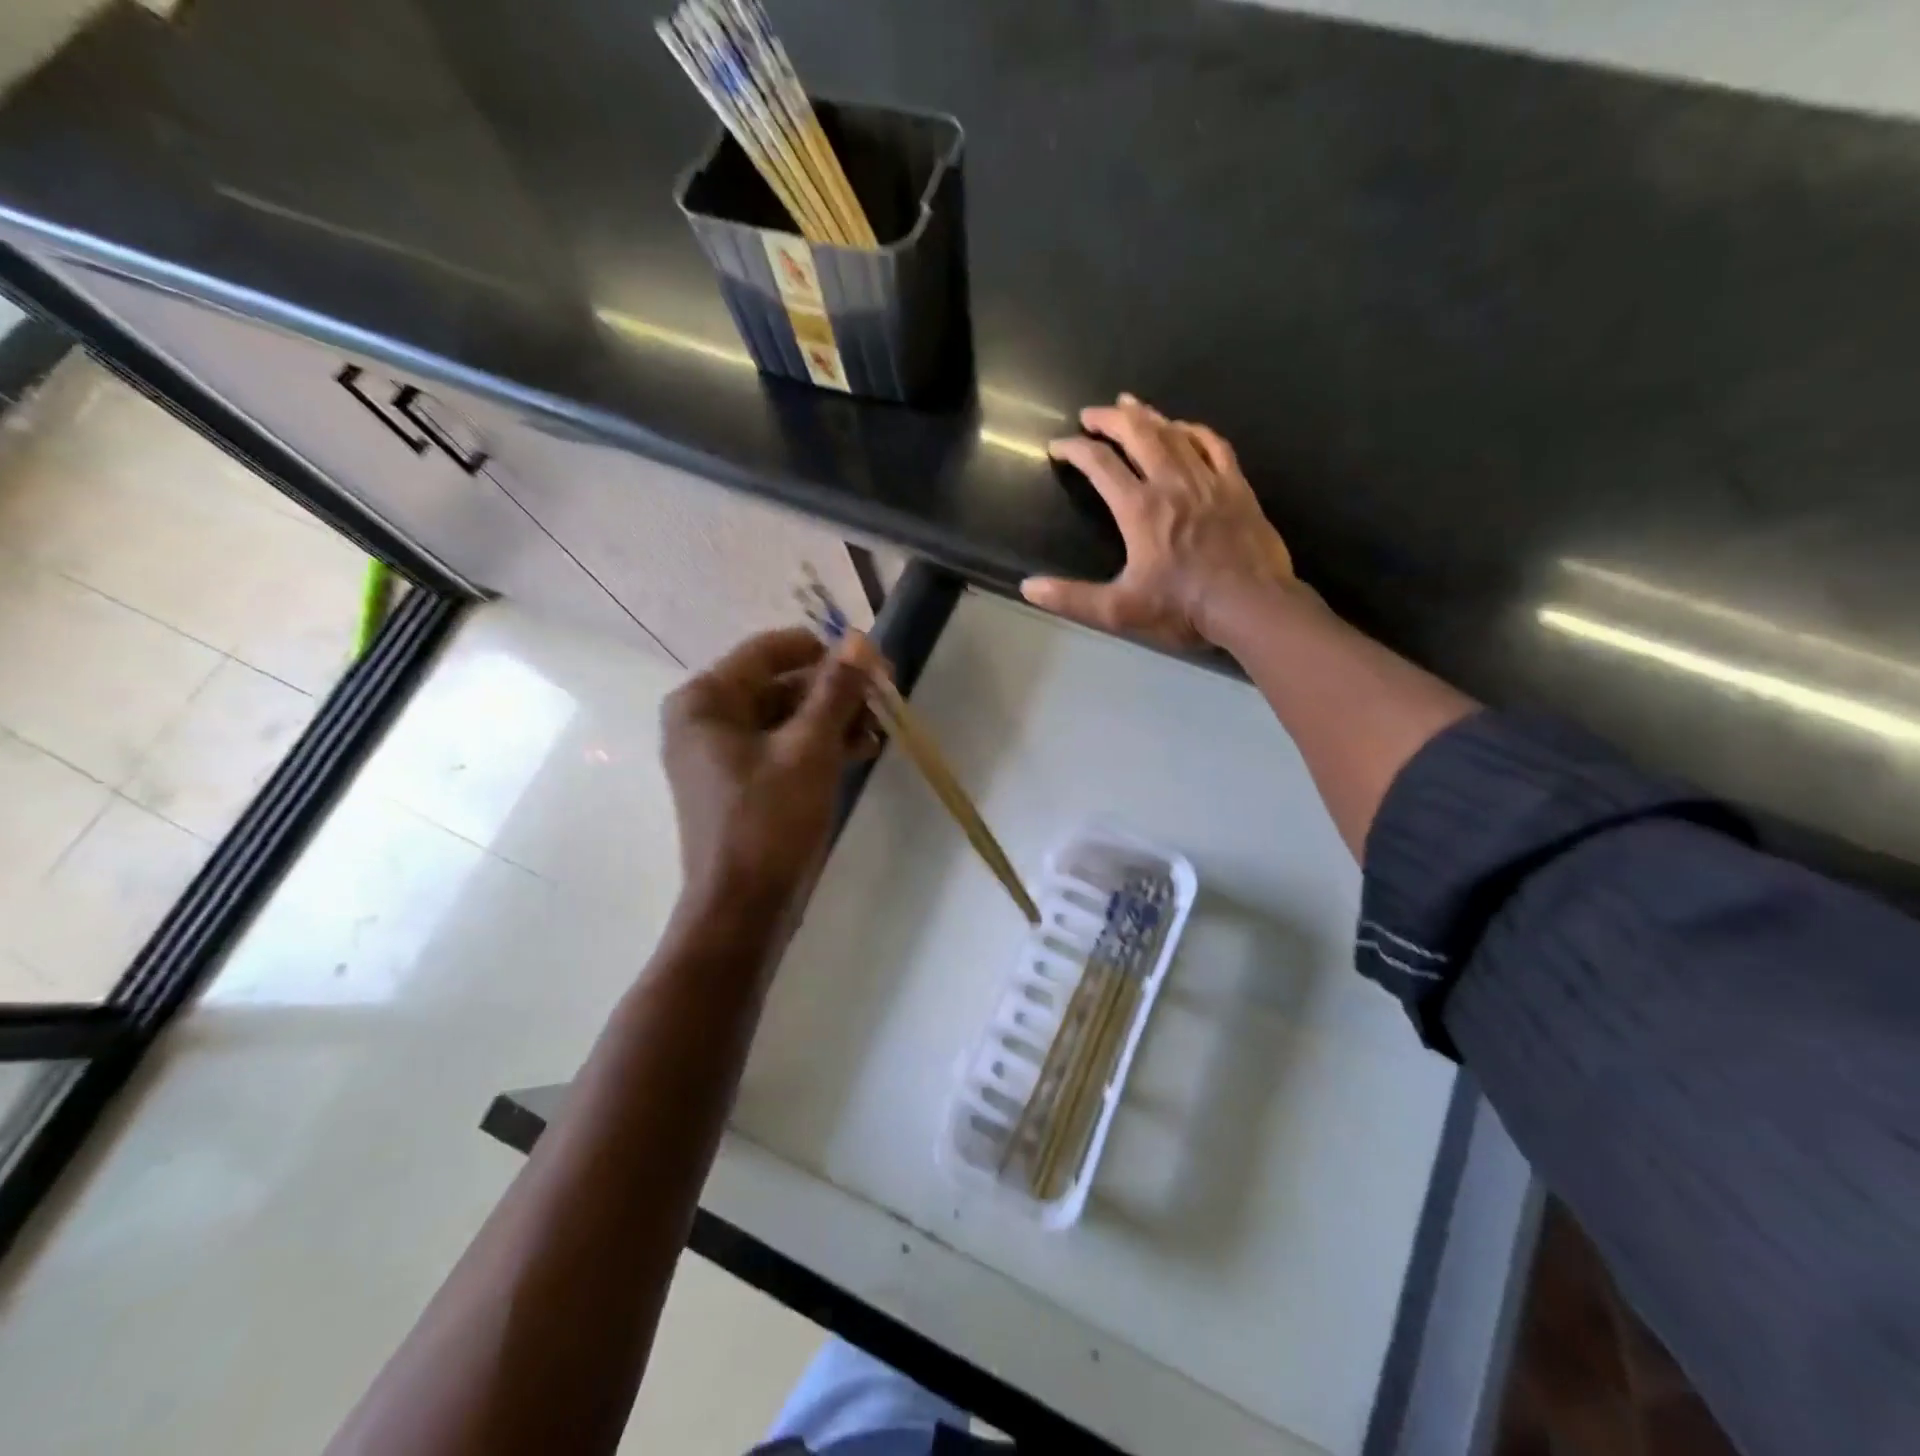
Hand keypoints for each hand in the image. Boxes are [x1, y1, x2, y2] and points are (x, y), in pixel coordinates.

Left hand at [661, 626, 874, 918]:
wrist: (743, 909)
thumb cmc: (769, 821)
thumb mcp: (810, 748)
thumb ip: (836, 690)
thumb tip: (860, 638)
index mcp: (706, 699)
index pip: (773, 649)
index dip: (828, 652)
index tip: (877, 666)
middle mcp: (706, 717)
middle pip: (781, 682)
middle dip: (836, 690)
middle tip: (886, 699)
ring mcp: (721, 751)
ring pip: (788, 715)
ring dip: (834, 717)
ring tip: (879, 730)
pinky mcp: (741, 780)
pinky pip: (784, 745)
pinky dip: (820, 744)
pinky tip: (861, 750)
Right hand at [1022, 395, 1298, 648]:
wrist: (1252, 605)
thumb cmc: (1184, 608)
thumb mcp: (1119, 610)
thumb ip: (1072, 598)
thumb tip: (1028, 588)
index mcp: (1140, 508)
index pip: (1100, 464)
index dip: (1074, 449)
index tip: (1057, 446)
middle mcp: (1171, 482)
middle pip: (1137, 434)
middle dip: (1109, 419)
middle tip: (1090, 414)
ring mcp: (1208, 480)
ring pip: (1174, 433)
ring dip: (1147, 416)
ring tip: (1129, 405)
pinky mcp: (1236, 486)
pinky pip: (1214, 444)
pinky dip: (1194, 430)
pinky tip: (1185, 427)